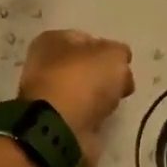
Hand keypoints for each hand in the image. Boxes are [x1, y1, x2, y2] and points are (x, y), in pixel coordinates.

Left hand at [19, 30, 134, 163]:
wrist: (61, 128)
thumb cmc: (83, 81)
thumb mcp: (113, 56)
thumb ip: (120, 54)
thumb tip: (119, 62)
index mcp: (52, 41)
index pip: (86, 38)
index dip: (108, 49)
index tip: (123, 64)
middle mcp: (43, 65)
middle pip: (83, 67)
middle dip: (103, 76)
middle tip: (121, 86)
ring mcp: (47, 96)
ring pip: (81, 92)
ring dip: (97, 99)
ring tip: (111, 106)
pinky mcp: (53, 122)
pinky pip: (80, 114)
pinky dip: (91, 118)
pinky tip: (100, 120)